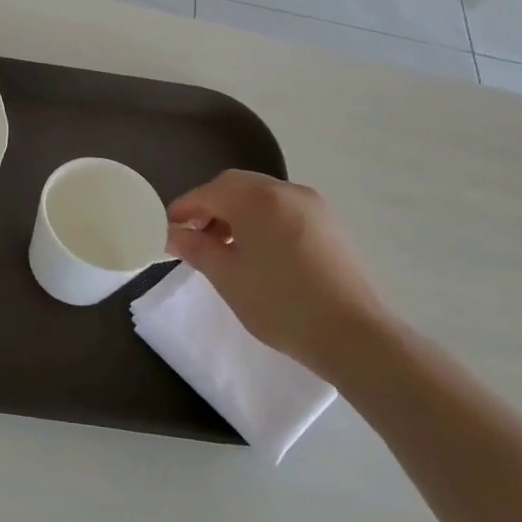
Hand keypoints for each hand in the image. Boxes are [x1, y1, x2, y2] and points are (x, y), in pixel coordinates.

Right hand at [166, 171, 391, 380]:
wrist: (354, 335)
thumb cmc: (281, 304)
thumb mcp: (227, 277)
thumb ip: (196, 248)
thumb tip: (173, 234)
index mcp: (256, 199)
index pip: (207, 193)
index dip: (183, 209)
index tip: (167, 231)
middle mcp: (285, 190)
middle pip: (234, 186)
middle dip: (209, 206)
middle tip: (193, 236)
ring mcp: (312, 205)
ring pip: (260, 196)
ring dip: (235, 212)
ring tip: (224, 247)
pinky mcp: (328, 224)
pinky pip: (283, 209)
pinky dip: (261, 219)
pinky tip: (256, 251)